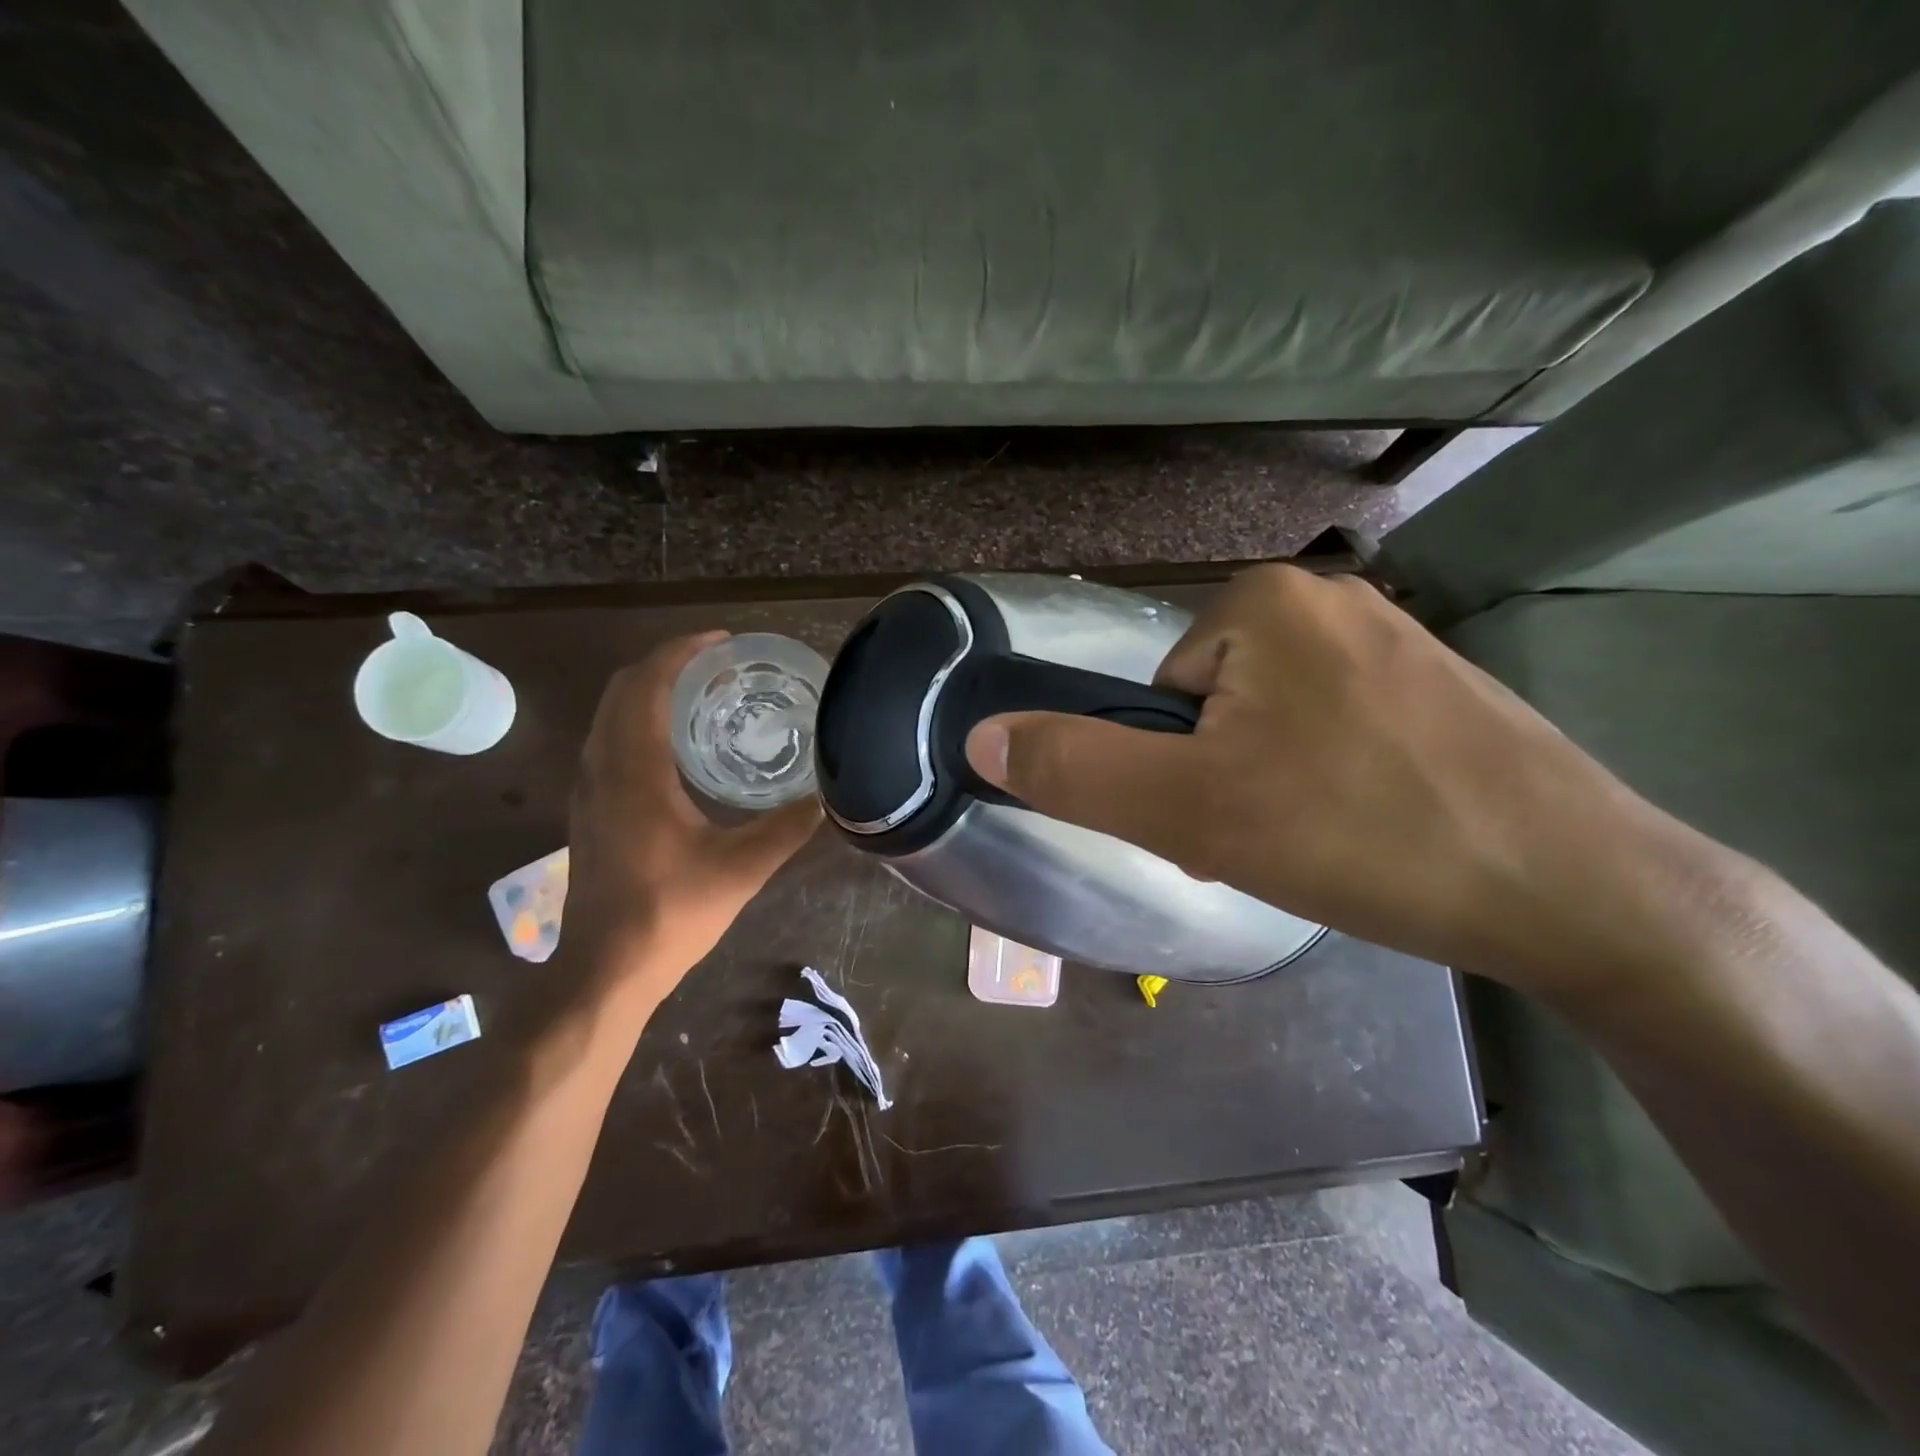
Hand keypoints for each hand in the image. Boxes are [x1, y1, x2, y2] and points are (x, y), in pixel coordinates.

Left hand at [560, 632, 820, 1006]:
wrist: (605, 969)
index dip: (682, 652)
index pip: (648, 686)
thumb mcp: (740, 870)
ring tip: (700, 693)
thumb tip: (831, 798)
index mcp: (635, 772)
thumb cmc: (669, 914)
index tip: (722, 642)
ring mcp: (587, 790)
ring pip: (609, 715)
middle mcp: (601, 768)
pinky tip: (675, 745)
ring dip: (648, 691)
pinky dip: (636, 719)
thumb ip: (787, 829)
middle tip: (717, 664)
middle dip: (666, 664)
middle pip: (622, 689)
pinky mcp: (588, 810)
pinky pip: (607, 740)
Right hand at [963, 565, 1673, 996]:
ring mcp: (1389, 637)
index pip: (1159, 695)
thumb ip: (1077, 770)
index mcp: (1260, 603)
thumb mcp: (1192, 811)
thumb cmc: (1364, 835)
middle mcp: (1325, 598)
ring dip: (1270, 786)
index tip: (1226, 822)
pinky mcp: (1433, 683)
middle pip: (1212, 707)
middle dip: (1223, 780)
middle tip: (1277, 837)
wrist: (1578, 890)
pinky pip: (1331, 727)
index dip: (1175, 771)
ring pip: (1268, 722)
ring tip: (1327, 839)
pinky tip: (1371, 825)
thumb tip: (980, 734)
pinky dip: (1326, 781)